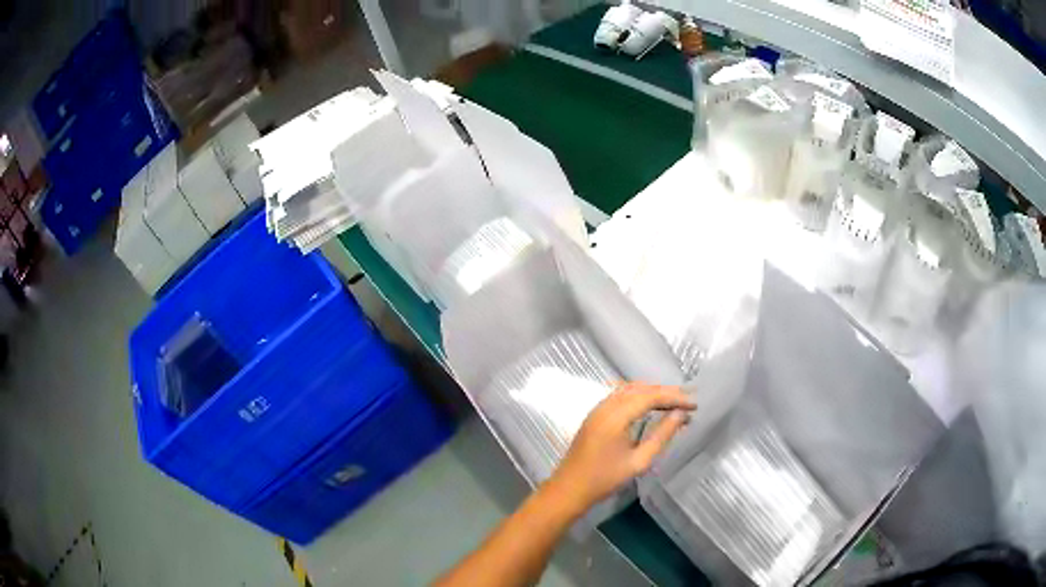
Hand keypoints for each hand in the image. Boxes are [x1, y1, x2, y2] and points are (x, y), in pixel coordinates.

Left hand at [547, 383, 695, 511]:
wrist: (569, 489)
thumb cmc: (605, 479)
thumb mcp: (639, 461)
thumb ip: (662, 435)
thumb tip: (681, 415)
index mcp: (615, 416)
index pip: (650, 396)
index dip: (674, 397)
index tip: (694, 404)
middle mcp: (606, 406)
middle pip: (640, 388)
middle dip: (665, 392)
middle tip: (688, 401)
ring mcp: (597, 409)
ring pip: (629, 389)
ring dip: (652, 393)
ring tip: (674, 403)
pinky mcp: (595, 415)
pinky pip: (620, 396)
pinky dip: (639, 396)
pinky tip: (651, 406)